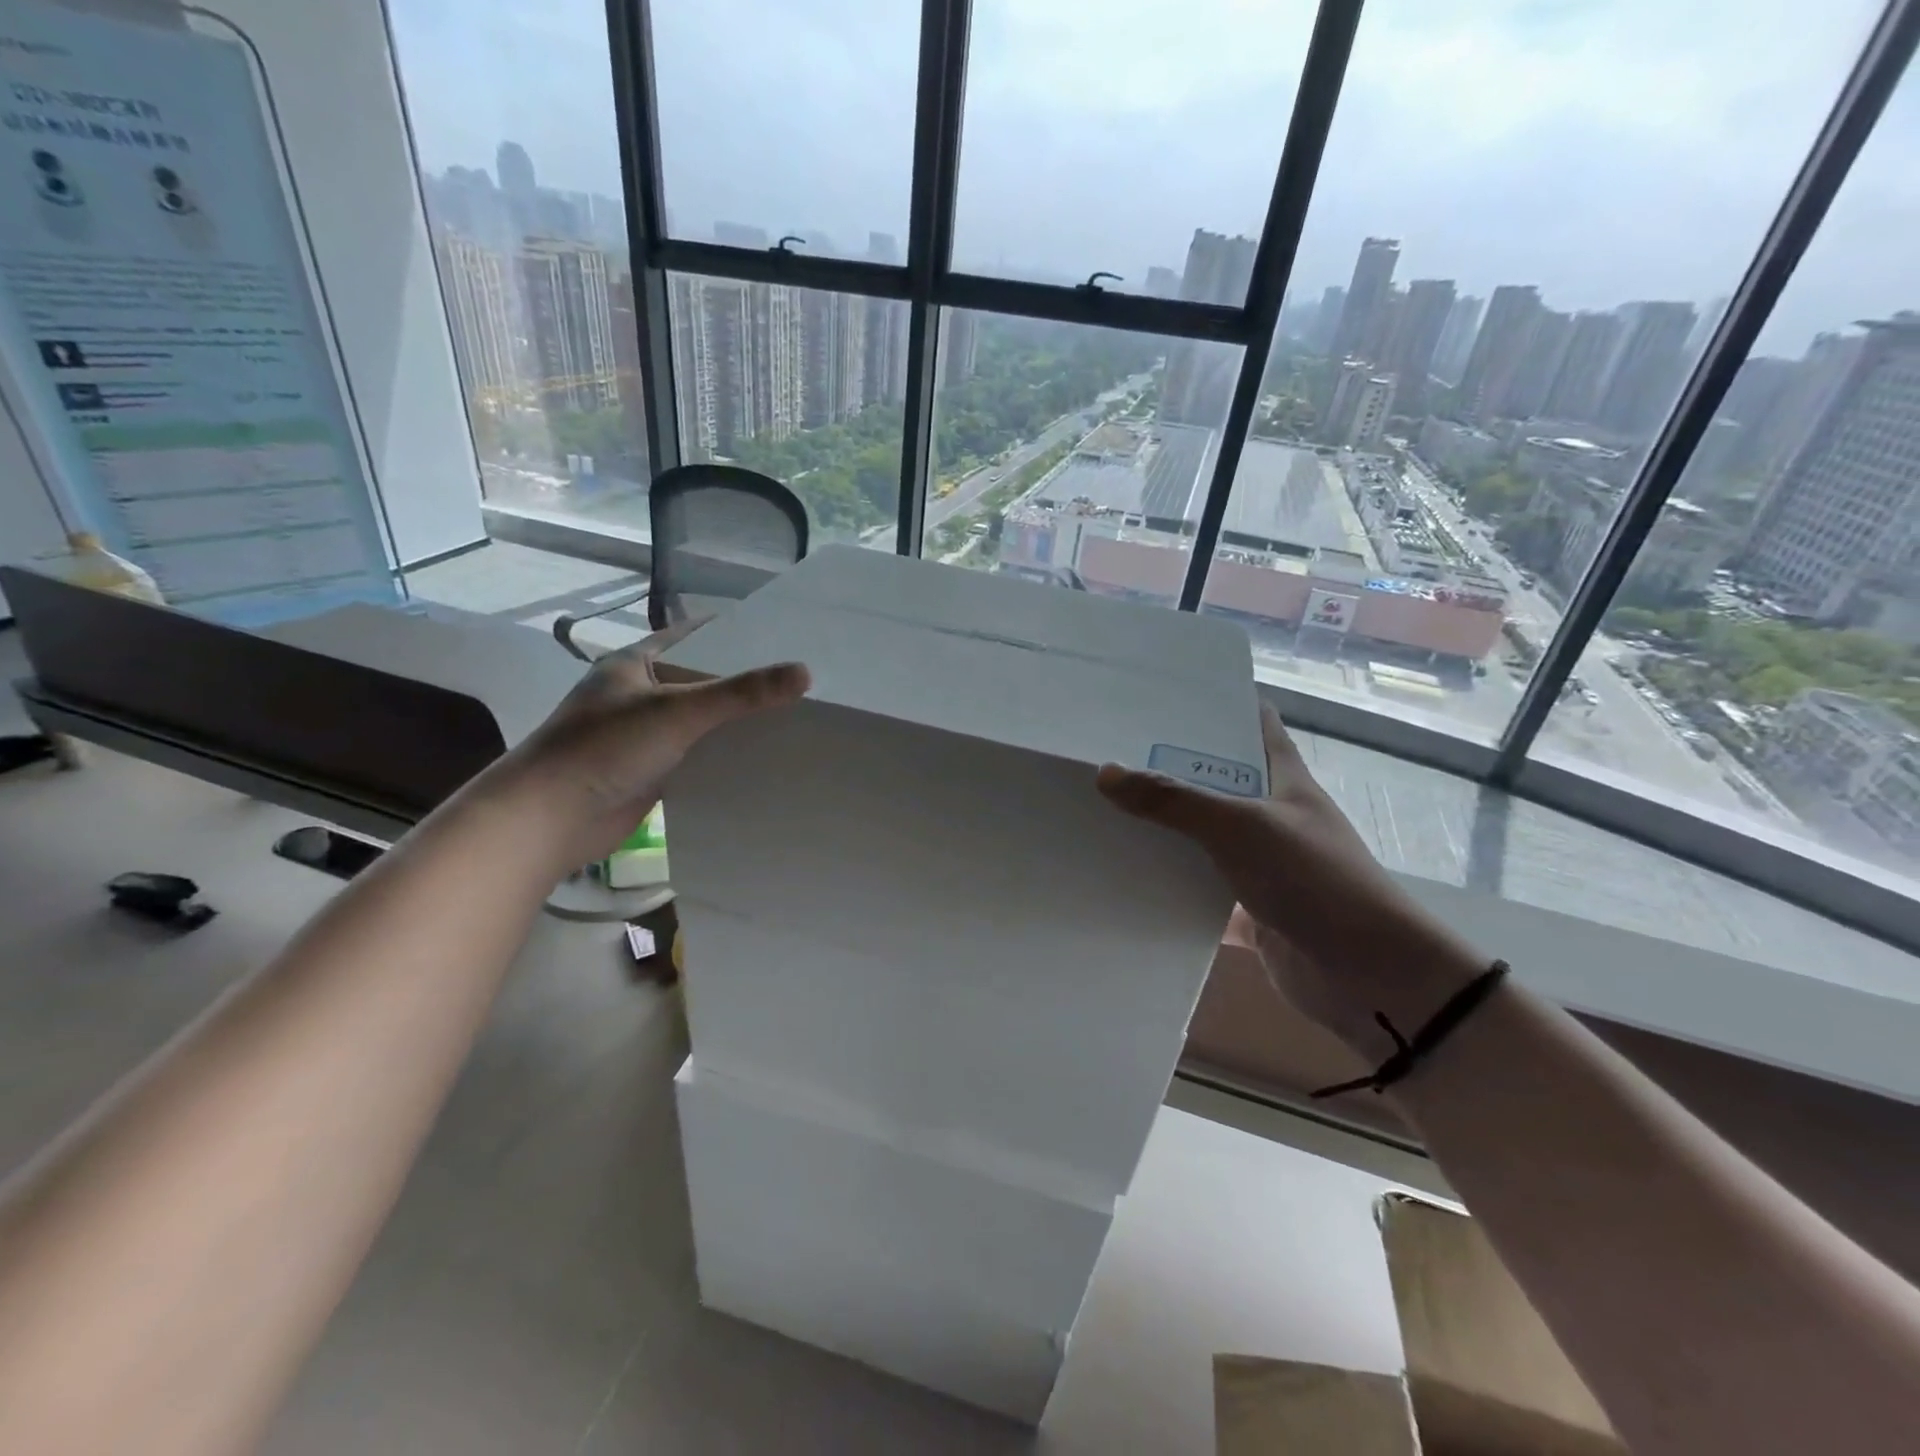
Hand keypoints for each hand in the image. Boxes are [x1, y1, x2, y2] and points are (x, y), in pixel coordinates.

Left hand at [484, 619, 809, 875]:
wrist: (549, 819)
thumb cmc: (605, 748)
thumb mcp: (678, 710)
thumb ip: (741, 693)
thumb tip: (804, 673)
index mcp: (635, 662)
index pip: (693, 636)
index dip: (733, 632)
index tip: (780, 634)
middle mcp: (640, 693)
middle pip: (702, 679)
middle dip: (743, 681)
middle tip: (797, 680)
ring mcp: (644, 734)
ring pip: (701, 721)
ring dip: (735, 721)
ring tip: (792, 716)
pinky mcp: (651, 771)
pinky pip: (697, 756)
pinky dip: (724, 756)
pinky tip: (761, 758)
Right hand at [1097, 704, 1485, 1056]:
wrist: (1370, 978)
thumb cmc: (1315, 880)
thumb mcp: (1241, 827)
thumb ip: (1174, 801)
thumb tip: (1105, 773)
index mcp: (1284, 780)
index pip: (1254, 724)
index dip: (1217, 704)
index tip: (1163, 694)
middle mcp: (1272, 816)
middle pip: (1217, 781)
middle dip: (1170, 768)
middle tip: (1110, 751)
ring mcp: (1261, 864)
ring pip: (1204, 837)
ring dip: (1165, 829)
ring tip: (1105, 809)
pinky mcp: (1250, 910)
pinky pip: (1200, 891)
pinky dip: (1170, 887)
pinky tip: (1127, 878)